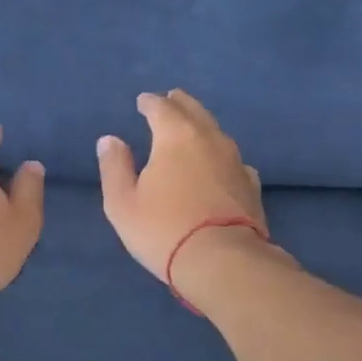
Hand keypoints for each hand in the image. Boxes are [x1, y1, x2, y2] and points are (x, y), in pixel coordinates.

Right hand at [97, 91, 268, 289]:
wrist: (223, 261)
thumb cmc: (163, 230)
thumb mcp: (122, 203)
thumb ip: (115, 167)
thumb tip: (110, 140)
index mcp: (175, 137)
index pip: (161, 108)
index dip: (149, 102)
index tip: (142, 101)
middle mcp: (209, 139)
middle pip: (195, 111)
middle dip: (180, 103)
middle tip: (171, 98)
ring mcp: (235, 161)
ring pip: (217, 132)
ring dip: (202, 125)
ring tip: (192, 128)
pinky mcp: (251, 185)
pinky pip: (232, 159)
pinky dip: (221, 155)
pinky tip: (220, 165)